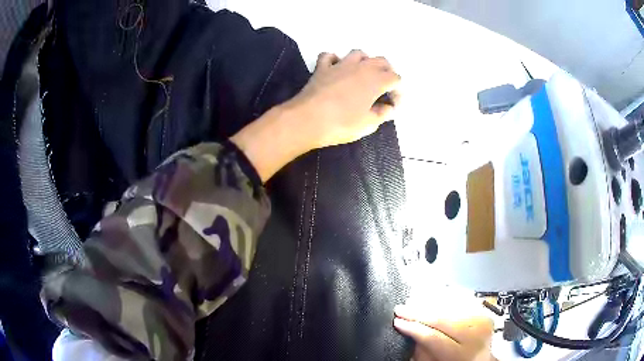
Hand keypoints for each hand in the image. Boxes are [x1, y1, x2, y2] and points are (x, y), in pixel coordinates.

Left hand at [231, 50, 400, 181]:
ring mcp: (340, 65)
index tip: (393, 106)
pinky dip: (335, 60)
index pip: (396, 79)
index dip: (398, 92)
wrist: (307, 119)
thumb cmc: (341, 123)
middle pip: (381, 61)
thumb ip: (382, 114)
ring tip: (364, 75)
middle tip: (384, 89)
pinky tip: (336, 69)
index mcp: (376, 80)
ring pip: (358, 53)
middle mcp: (361, 67)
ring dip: (365, 61)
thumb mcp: (368, 124)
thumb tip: (388, 108)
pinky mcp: (322, 68)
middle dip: (387, 72)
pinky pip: (330, 56)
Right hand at [393, 305, 495, 360]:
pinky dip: (445, 297)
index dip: (413, 328)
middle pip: (442, 318)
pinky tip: (431, 296)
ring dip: (429, 302)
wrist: (480, 359)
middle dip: (418, 312)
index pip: (433, 337)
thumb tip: (409, 330)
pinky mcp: (484, 311)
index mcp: (460, 354)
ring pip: (452, 306)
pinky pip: (463, 299)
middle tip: (400, 308)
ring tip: (412, 302)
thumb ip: (423, 349)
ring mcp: (482, 320)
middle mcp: (475, 334)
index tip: (397, 321)